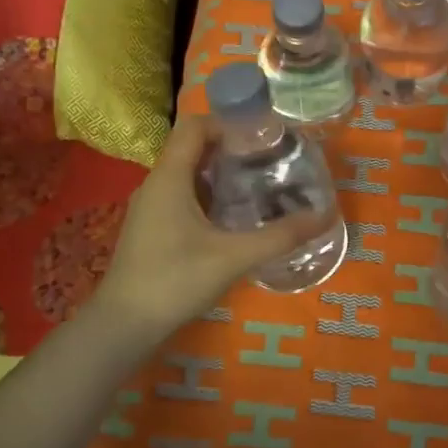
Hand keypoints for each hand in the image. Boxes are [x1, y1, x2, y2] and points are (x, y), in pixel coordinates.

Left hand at [88, 115, 329, 340]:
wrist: (123, 325)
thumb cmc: (175, 280)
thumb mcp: (234, 257)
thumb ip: (280, 236)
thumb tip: (324, 216)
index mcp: (169, 177)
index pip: (194, 126)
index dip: (228, 122)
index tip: (262, 134)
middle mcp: (156, 183)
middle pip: (193, 147)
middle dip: (230, 147)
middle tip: (269, 157)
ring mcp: (151, 207)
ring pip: (187, 173)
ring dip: (220, 172)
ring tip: (258, 182)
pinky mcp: (151, 227)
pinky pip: (182, 195)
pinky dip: (208, 194)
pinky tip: (233, 216)